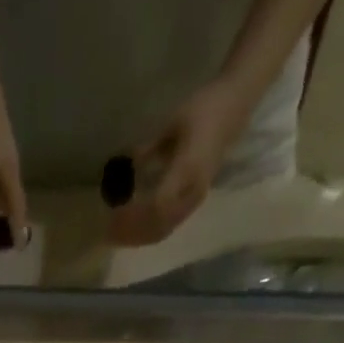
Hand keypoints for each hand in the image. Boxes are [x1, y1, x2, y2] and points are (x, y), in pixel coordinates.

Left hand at [108, 81, 246, 247]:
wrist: (235, 105)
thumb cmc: (204, 108)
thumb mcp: (172, 124)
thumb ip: (148, 149)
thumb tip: (124, 166)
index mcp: (188, 170)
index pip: (156, 207)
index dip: (133, 216)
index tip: (112, 214)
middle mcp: (193, 191)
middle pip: (158, 225)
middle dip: (132, 232)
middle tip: (108, 232)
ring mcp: (195, 199)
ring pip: (163, 230)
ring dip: (139, 237)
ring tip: (118, 236)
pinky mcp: (194, 202)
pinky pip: (169, 226)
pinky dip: (149, 233)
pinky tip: (134, 230)